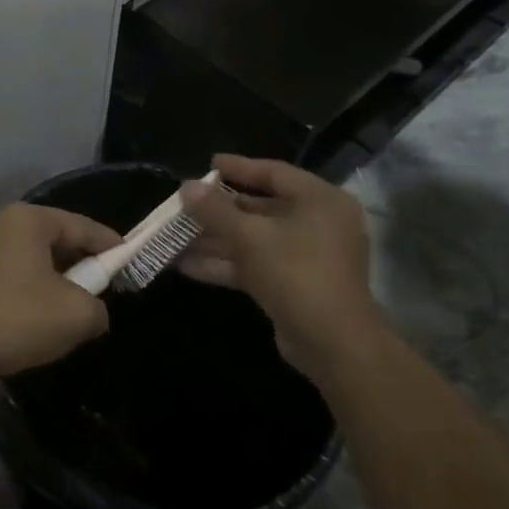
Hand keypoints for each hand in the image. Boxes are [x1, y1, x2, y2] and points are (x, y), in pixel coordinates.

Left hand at [0, 204, 115, 382]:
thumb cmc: (14, 319)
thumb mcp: (76, 315)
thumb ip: (98, 307)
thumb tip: (91, 309)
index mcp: (29, 220)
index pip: (84, 226)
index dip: (112, 247)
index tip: (133, 264)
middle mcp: (3, 225)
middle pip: (59, 243)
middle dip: (82, 270)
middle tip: (102, 297)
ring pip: (37, 265)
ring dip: (56, 288)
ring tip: (69, 319)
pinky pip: (16, 280)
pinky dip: (32, 298)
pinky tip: (36, 327)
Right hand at [179, 155, 374, 370]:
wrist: (333, 345)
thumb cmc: (296, 273)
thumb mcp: (249, 236)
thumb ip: (215, 210)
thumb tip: (185, 187)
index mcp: (320, 200)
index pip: (274, 173)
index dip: (239, 167)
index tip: (208, 163)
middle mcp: (318, 224)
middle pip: (261, 208)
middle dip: (219, 211)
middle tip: (186, 204)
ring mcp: (307, 257)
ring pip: (255, 240)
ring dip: (216, 240)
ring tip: (175, 236)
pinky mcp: (295, 285)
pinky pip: (256, 264)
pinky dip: (226, 263)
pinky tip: (186, 265)